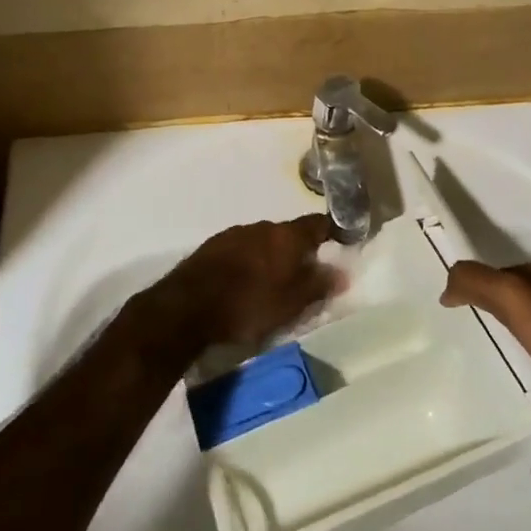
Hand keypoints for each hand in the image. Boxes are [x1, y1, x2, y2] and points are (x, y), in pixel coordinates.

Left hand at [153, 215, 339, 351]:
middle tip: (304, 275)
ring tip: (272, 283)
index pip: (318, 223)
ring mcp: (234, 233)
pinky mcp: (212, 246)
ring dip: (271, 256)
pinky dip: (249, 262)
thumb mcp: (291, 304)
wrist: (187, 307)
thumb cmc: (248, 305)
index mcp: (287, 235)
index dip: (333, 232)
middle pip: (289, 233)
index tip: (341, 244)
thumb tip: (343, 273)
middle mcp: (262, 226)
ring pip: (263, 241)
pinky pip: (241, 249)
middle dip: (299, 250)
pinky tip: (244, 283)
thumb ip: (319, 286)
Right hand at [441, 256, 530, 437]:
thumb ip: (479, 282)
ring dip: (520, 335)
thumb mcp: (515, 300)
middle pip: (525, 294)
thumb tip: (449, 284)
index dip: (488, 288)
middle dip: (503, 311)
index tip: (470, 313)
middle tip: (483, 337)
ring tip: (505, 357)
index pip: (510, 270)